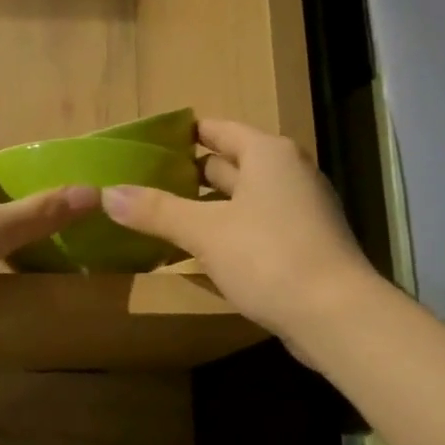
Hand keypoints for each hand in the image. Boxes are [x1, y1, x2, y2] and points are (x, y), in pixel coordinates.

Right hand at [101, 120, 375, 355]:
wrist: (336, 315)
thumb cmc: (269, 256)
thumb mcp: (205, 231)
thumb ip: (156, 210)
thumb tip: (107, 193)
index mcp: (268, 154)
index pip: (217, 130)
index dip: (183, 134)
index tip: (147, 145)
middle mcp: (287, 174)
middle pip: (229, 164)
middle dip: (188, 174)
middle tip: (144, 183)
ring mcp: (298, 211)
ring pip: (241, 199)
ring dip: (205, 207)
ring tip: (161, 216)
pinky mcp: (301, 245)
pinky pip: (253, 227)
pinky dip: (226, 232)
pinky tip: (197, 251)